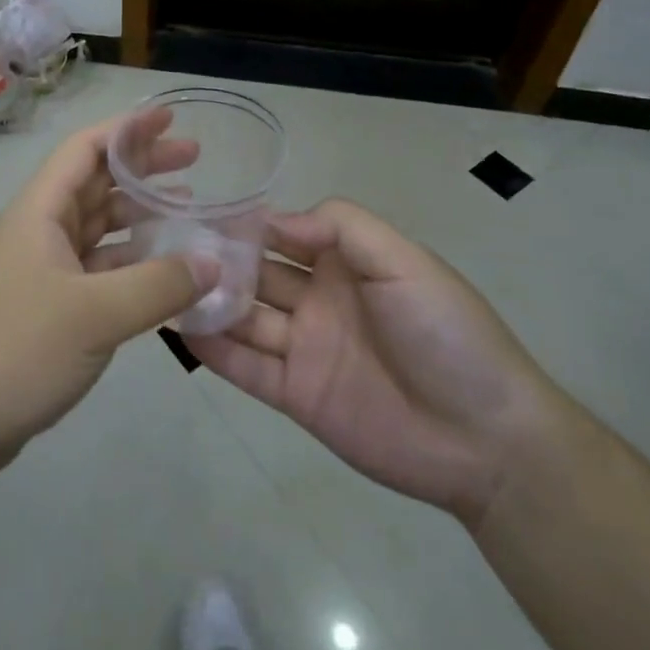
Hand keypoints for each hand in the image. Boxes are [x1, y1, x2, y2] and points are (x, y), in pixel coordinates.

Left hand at [0, 112, 213, 496]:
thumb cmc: (19, 349)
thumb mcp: (95, 315)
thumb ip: (158, 285)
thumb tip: (212, 262)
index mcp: (40, 211)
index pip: (85, 149)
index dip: (127, 129)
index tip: (169, 117)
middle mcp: (40, 229)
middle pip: (96, 182)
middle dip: (143, 168)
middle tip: (195, 160)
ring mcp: (44, 267)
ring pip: (99, 225)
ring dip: (140, 214)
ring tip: (188, 207)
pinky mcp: (51, 303)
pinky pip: (99, 265)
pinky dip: (132, 260)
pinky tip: (165, 268)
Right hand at [185, 198, 567, 526]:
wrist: (487, 439)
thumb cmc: (446, 334)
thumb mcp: (404, 261)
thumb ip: (343, 228)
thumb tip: (273, 218)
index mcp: (345, 264)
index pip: (283, 234)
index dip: (246, 223)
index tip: (200, 211)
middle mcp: (317, 300)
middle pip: (256, 274)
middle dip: (217, 260)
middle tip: (166, 247)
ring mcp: (304, 348)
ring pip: (244, 317)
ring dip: (208, 302)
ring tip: (162, 285)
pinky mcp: (296, 395)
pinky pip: (247, 368)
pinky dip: (215, 350)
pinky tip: (180, 330)